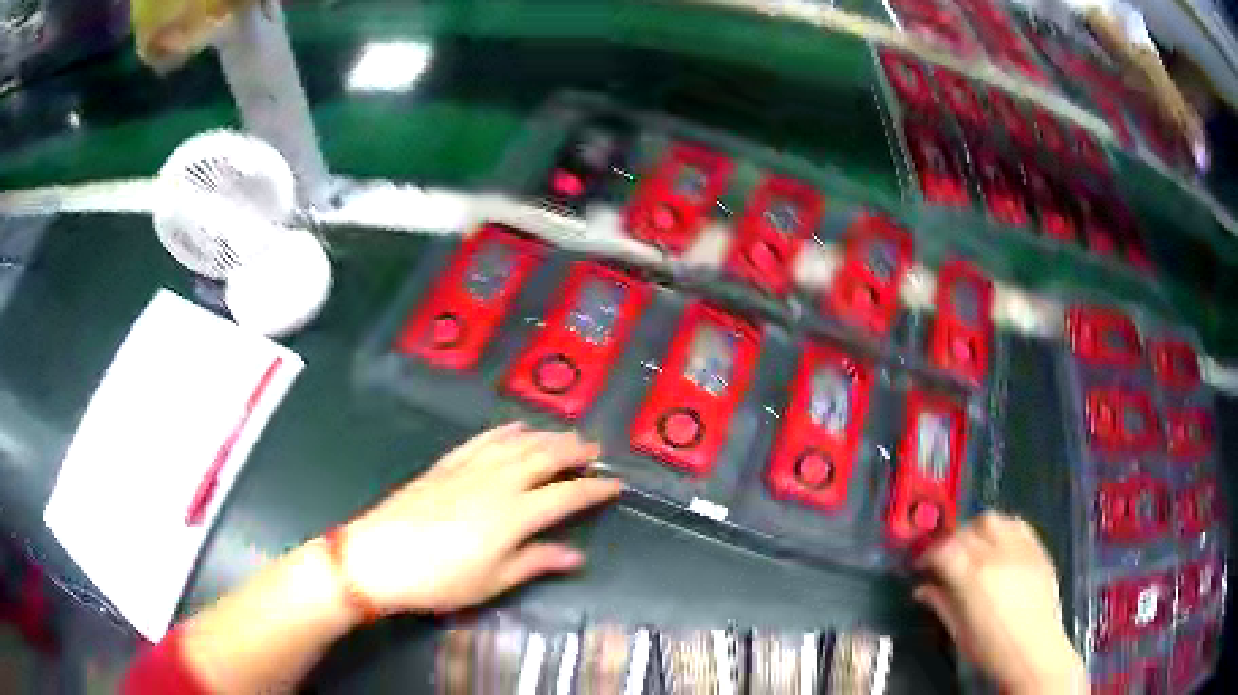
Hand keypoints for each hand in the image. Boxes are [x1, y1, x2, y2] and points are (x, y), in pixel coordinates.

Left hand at [338, 422, 621, 613]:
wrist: (379, 556)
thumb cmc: (440, 579)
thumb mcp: (492, 581)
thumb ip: (535, 562)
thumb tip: (576, 556)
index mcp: (515, 514)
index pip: (566, 495)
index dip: (594, 488)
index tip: (616, 484)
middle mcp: (498, 482)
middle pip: (544, 457)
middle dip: (574, 451)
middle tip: (595, 448)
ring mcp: (470, 468)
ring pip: (517, 443)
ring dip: (545, 436)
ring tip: (565, 434)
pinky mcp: (446, 465)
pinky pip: (482, 440)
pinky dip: (504, 431)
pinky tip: (516, 427)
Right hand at [913, 512, 1087, 694]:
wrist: (1033, 651)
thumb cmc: (990, 649)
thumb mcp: (959, 631)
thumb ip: (941, 603)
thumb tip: (923, 589)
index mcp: (973, 577)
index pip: (944, 548)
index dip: (928, 553)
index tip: (922, 565)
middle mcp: (996, 554)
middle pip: (967, 529)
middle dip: (952, 540)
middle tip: (946, 557)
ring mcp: (1020, 549)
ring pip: (993, 519)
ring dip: (977, 529)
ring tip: (973, 547)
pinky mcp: (1038, 549)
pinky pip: (1018, 525)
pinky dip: (1003, 529)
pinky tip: (999, 545)